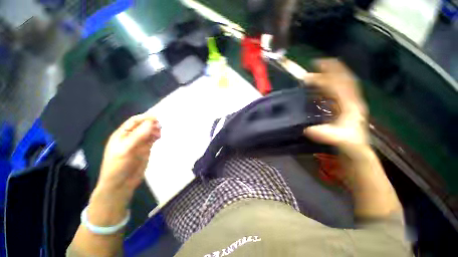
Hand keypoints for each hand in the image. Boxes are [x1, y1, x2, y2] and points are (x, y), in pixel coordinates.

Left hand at [96, 113, 160, 203]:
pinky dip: (156, 136)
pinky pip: (151, 140)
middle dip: (151, 124)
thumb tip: (151, 123)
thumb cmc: (119, 165)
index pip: (134, 122)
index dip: (144, 118)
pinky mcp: (145, 149)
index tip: (156, 118)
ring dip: (155, 130)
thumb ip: (139, 135)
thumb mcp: (126, 149)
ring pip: (148, 132)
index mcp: (122, 135)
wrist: (121, 184)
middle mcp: (130, 137)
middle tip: (160, 126)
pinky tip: (159, 137)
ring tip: (160, 132)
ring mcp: (139, 143)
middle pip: (142, 126)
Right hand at [303, 59, 368, 154]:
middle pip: (342, 80)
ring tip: (316, 74)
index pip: (340, 85)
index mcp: (351, 105)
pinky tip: (317, 89)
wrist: (356, 152)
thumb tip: (308, 129)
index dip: (328, 74)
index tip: (317, 65)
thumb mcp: (339, 140)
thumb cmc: (349, 145)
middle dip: (331, 70)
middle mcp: (350, 101)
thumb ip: (326, 134)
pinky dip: (325, 89)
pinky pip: (334, 94)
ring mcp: (347, 104)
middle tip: (317, 63)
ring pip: (339, 86)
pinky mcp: (341, 109)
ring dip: (328, 78)